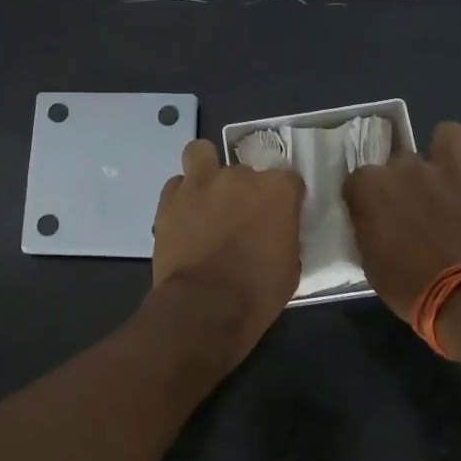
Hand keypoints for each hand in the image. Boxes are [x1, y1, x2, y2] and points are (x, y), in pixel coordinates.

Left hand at [152, 139, 304, 347]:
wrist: (204, 307)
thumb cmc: (257, 292)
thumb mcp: (290, 265)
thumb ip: (284, 234)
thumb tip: (275, 230)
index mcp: (276, 190)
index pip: (288, 179)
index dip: (284, 199)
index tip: (279, 216)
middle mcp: (239, 176)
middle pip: (245, 171)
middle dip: (244, 191)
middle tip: (239, 217)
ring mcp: (200, 183)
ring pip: (201, 153)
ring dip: (206, 170)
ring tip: (206, 195)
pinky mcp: (169, 199)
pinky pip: (176, 185)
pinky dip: (181, 197)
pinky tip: (184, 216)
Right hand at [342, 120, 460, 321]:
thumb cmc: (409, 286)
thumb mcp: (370, 263)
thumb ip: (369, 229)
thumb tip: (373, 222)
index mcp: (371, 188)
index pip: (357, 178)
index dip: (365, 197)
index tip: (371, 215)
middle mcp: (407, 168)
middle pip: (399, 159)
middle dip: (403, 177)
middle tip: (411, 204)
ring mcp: (448, 168)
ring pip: (447, 133)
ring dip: (444, 150)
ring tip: (446, 174)